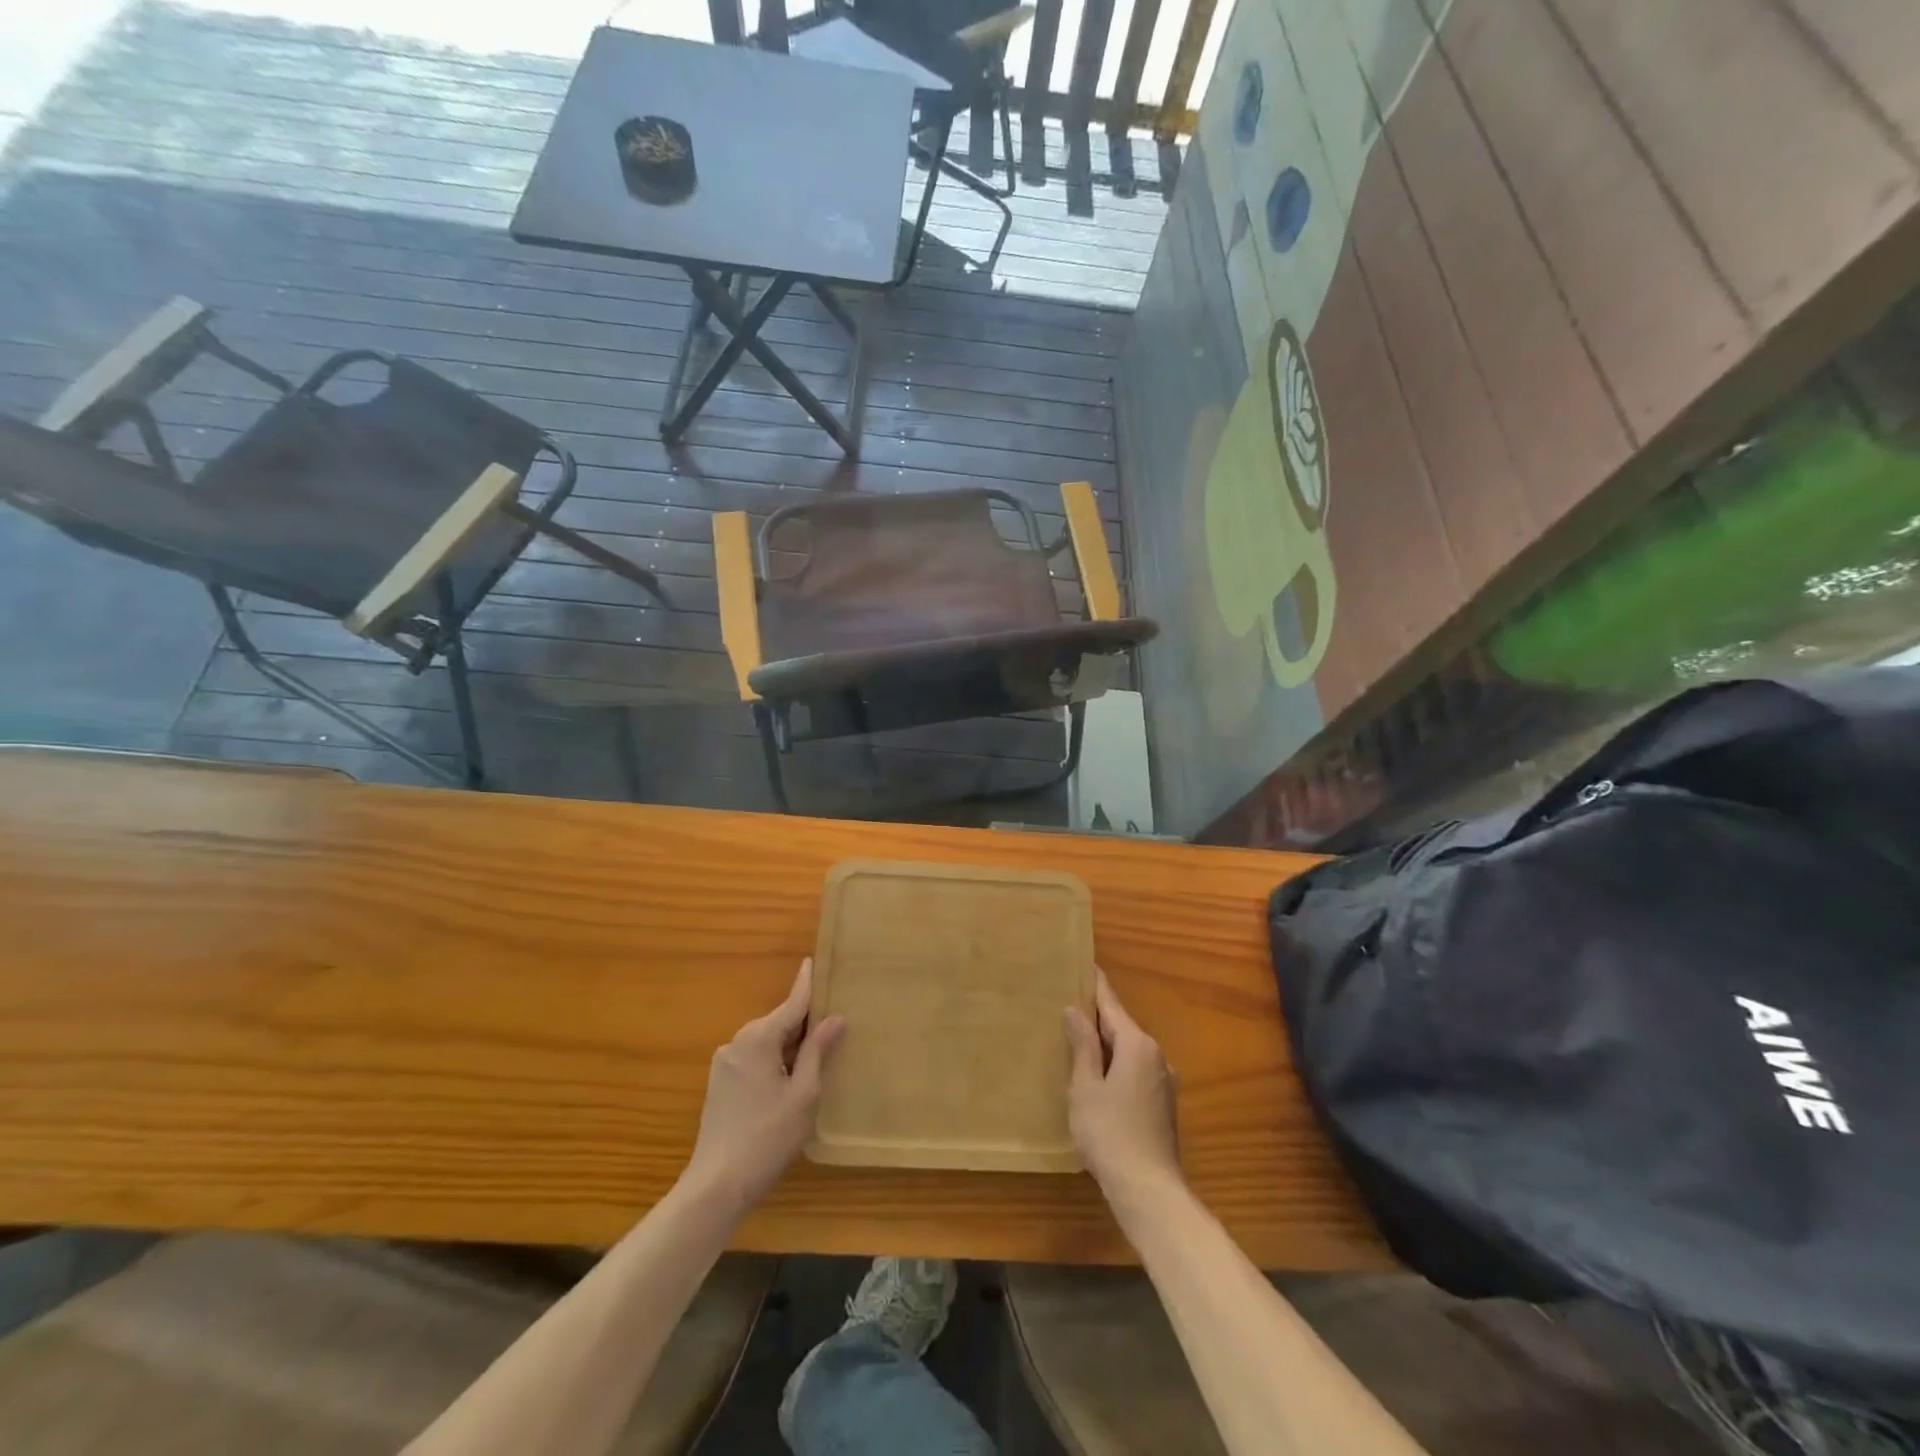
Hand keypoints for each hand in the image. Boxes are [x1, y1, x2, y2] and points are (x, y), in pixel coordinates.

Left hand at [683, 959, 845, 1216]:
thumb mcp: (804, 1095)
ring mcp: (724, 1063)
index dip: (807, 984)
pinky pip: (754, 1058)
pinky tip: (789, 1078)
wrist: (715, 1186)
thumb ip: (817, 1052)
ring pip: (766, 1042)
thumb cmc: (767, 1137)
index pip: (791, 1003)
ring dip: (789, 1044)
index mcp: (759, 1039)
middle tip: (833, 1020)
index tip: (814, 959)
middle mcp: (738, 1042)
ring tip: (817, 1052)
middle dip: (803, 1021)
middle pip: (778, 1022)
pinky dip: (774, 1060)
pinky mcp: (719, 1084)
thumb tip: (835, 1017)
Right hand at [1065, 969, 1180, 1200]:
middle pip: (1122, 1027)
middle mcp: (1156, 1056)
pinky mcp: (1163, 1105)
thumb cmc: (1109, 1132)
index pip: (1112, 1005)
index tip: (1087, 965)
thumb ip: (1082, 1046)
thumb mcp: (1086, 1086)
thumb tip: (1076, 1011)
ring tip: (1079, 1038)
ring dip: (1107, 1044)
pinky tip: (1098, 1076)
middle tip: (1072, 1002)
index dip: (1097, 986)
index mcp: (1137, 1045)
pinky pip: (1135, 1071)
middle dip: (1099, 1017)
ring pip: (1130, 1051)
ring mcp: (1164, 1082)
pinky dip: (1116, 1065)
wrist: (1149, 1189)